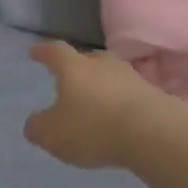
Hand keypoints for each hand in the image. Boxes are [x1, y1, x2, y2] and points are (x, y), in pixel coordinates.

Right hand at [23, 40, 162, 168]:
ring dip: (100, 87)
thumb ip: (38, 127)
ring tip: (93, 102)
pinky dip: (119, 103)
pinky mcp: (152, 94)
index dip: (43, 52)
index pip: (55, 52)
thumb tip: (35, 123)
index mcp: (74, 67)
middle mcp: (102, 64)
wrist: (153, 132)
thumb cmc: (93, 128)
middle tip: (67, 81)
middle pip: (86, 60)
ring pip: (109, 76)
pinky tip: (117, 118)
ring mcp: (130, 76)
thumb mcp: (53, 135)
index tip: (35, 53)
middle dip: (75, 69)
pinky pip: (127, 94)